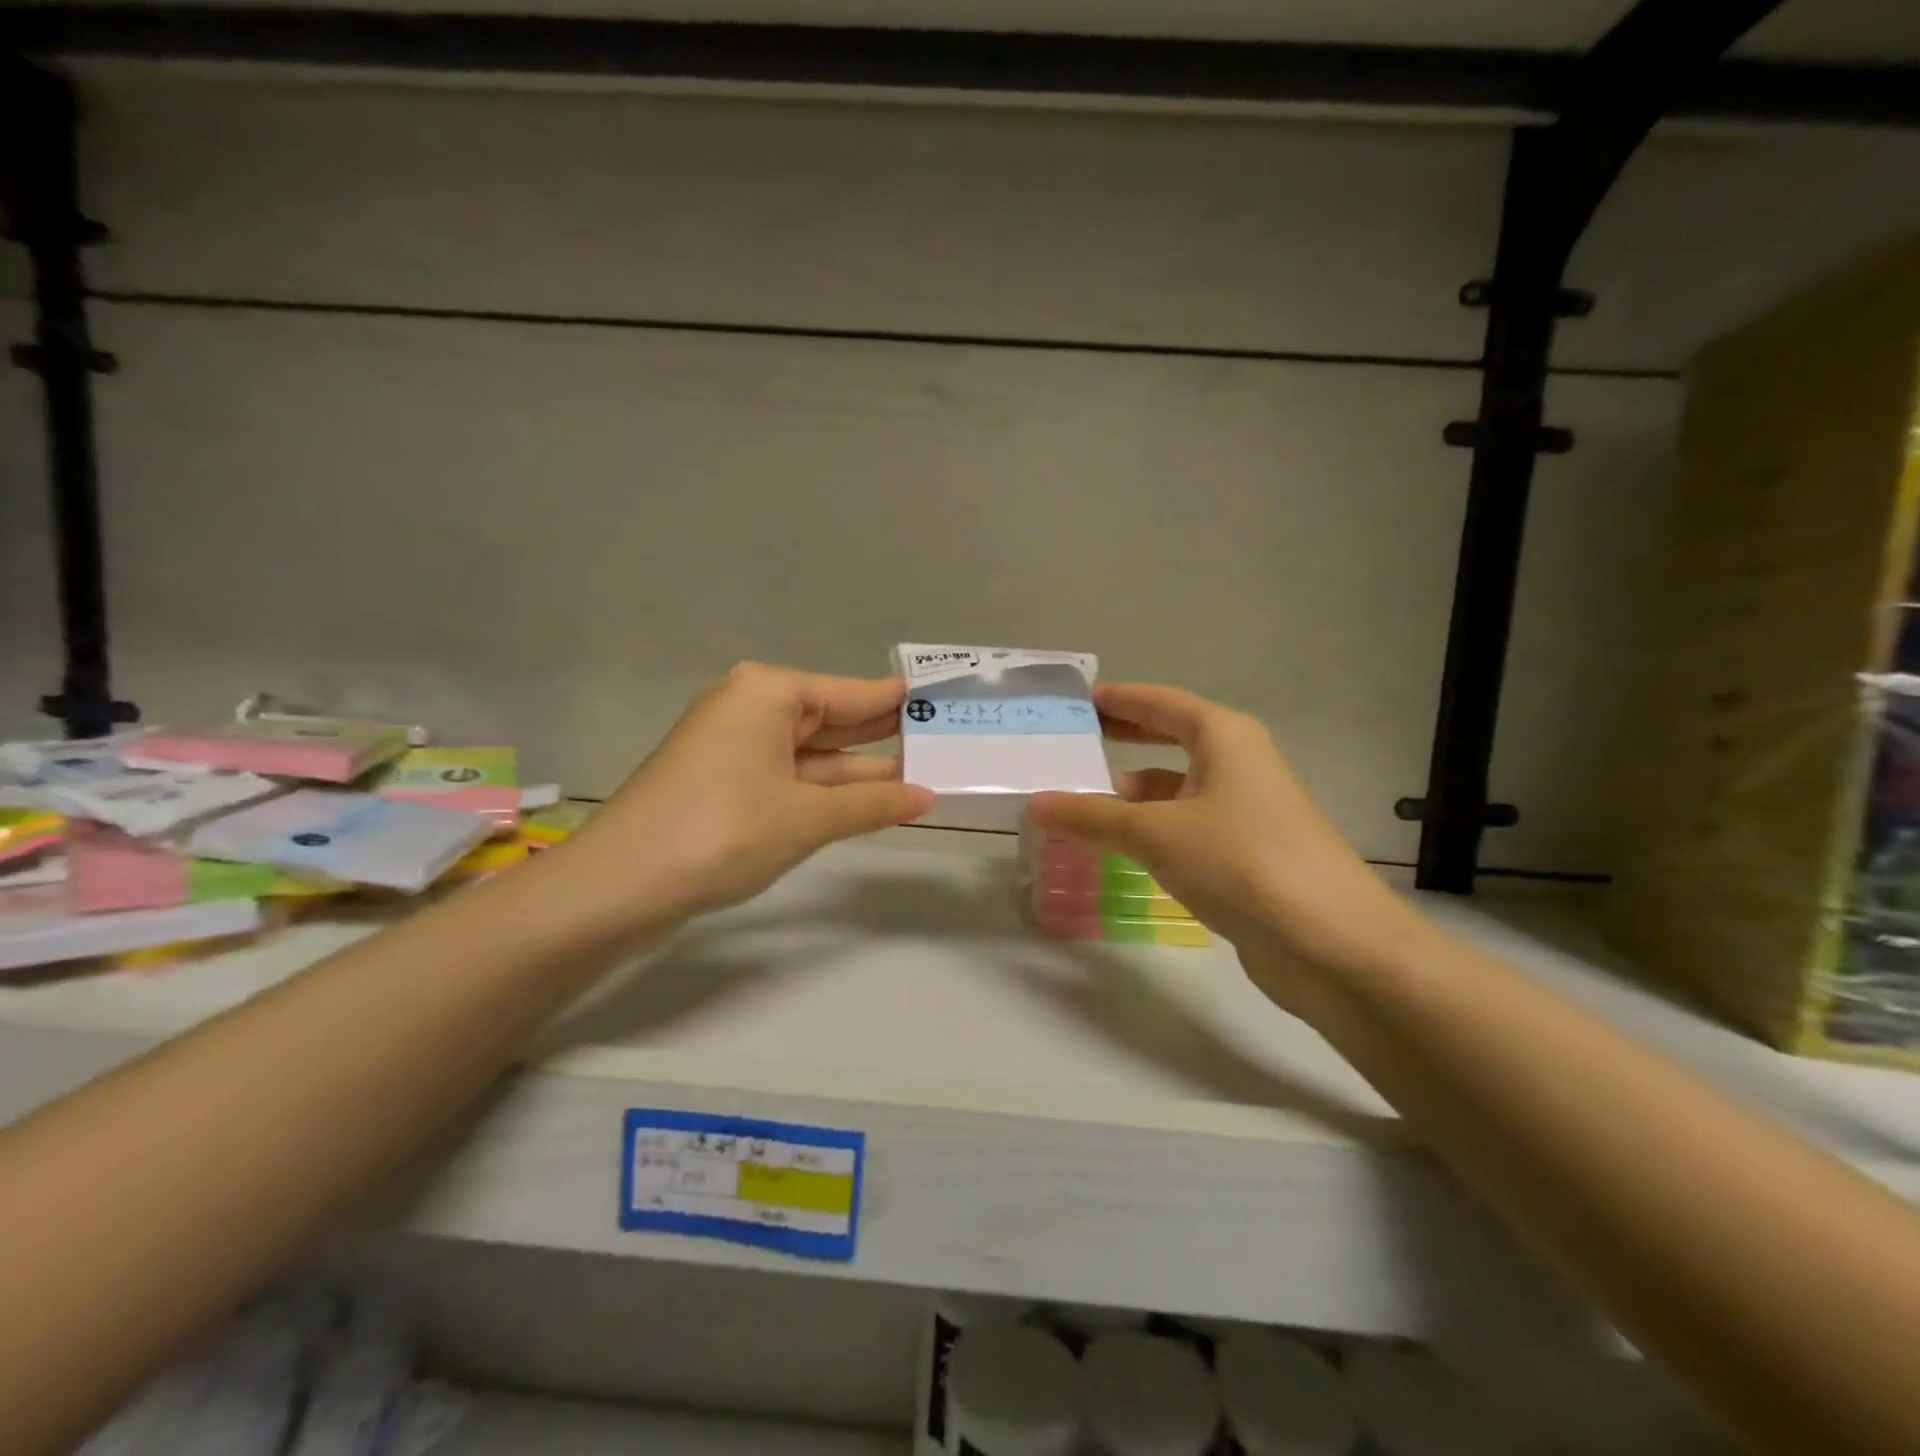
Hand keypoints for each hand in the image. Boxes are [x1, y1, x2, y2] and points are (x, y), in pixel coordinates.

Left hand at [561, 663, 933, 927]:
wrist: (618, 886)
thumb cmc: (722, 831)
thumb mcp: (807, 817)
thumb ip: (871, 803)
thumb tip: (928, 797)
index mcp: (768, 694)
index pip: (851, 692)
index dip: (897, 700)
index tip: (941, 700)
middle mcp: (750, 709)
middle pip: (831, 719)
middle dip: (882, 737)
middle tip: (943, 741)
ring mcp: (734, 748)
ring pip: (811, 753)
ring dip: (858, 771)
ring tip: (922, 776)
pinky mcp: (724, 783)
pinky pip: (790, 777)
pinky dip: (826, 790)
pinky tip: (868, 801)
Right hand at [1029, 683, 1428, 1002]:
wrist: (1331, 944)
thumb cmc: (1242, 861)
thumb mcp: (1156, 833)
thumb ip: (1092, 817)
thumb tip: (1036, 804)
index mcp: (1224, 737)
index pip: (1161, 702)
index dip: (1119, 698)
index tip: (1078, 699)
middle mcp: (1237, 765)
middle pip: (1170, 740)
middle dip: (1123, 741)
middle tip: (1072, 743)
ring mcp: (1244, 812)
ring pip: (1175, 790)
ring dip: (1130, 796)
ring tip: (1077, 806)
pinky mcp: (1244, 855)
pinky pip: (1183, 828)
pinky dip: (1149, 831)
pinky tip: (1117, 849)